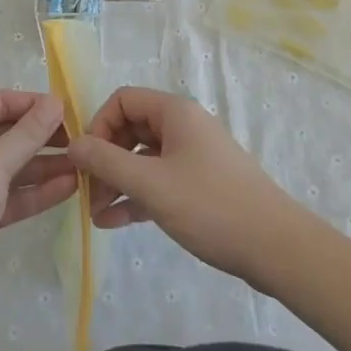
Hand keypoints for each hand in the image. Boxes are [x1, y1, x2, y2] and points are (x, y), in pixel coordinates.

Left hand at [0, 91, 75, 315]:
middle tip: (81, 141)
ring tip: (83, 166)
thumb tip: (56, 101)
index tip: (71, 111)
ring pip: (8, 165)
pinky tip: (68, 188)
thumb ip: (28, 133)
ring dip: (42, 167)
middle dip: (41, 139)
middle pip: (5, 133)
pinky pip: (6, 192)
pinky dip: (32, 192)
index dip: (35, 105)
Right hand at [67, 87, 300, 284]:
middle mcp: (183, 127)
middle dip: (105, 159)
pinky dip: (137, 197)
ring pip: (142, 159)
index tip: (86, 160)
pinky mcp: (200, 186)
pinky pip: (158, 181)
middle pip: (130, 130)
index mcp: (174, 112)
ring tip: (96, 215)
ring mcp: (193, 157)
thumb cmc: (211, 207)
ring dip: (117, 182)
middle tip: (87, 193)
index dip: (98, 125)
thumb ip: (106, 162)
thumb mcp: (151, 185)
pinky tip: (115, 223)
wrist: (278, 249)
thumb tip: (72, 144)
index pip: (122, 100)